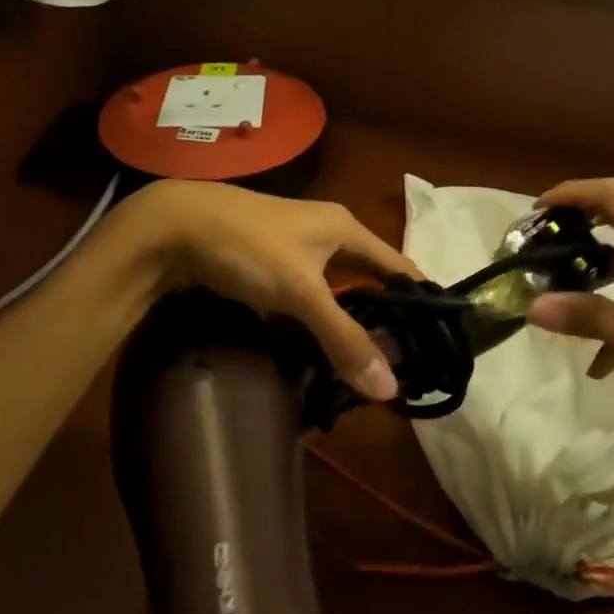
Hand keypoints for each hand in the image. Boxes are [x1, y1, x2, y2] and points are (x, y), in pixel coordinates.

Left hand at [120, 180, 417, 399]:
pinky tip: (315, 345)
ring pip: (334, 287)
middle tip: (400, 357)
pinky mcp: (266, 262)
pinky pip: (305, 294)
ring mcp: (294, 247)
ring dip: (347, 318)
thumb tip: (390, 388)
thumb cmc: (250, 247)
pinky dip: (314, 318)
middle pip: (367, 276)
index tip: (438, 332)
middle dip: (383, 313)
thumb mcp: (301, 292)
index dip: (419, 294)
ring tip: (364, 358)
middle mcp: (326, 232)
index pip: (397, 264)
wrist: (174, 226)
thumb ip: (343, 338)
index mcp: (345, 229)